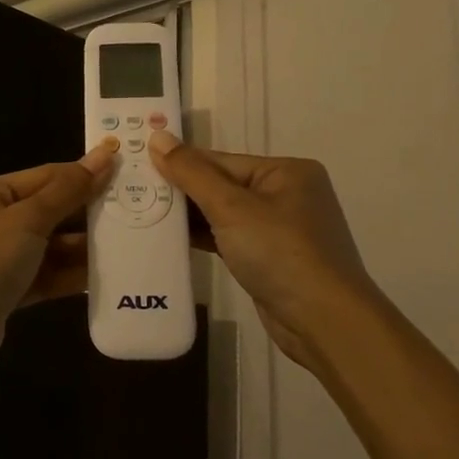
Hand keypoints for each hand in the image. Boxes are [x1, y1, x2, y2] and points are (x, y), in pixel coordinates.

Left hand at [0, 142, 117, 379]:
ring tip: (126, 245)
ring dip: (81, 248)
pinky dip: (68, 275)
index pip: (43, 177)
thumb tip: (103, 155)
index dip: (83, 175)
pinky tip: (102, 276)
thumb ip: (67, 191)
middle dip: (85, 214)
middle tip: (134, 212)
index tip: (124, 172)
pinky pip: (43, 276)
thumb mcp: (26, 220)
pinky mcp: (4, 292)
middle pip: (47, 211)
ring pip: (47, 247)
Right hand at [149, 131, 377, 371]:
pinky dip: (205, 238)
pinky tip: (172, 240)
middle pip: (222, 185)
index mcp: (286, 171)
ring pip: (225, 214)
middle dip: (182, 192)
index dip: (179, 164)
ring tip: (144, 215)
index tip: (137, 166)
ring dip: (190, 217)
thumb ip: (191, 172)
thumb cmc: (280, 252)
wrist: (323, 322)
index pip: (221, 160)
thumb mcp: (231, 207)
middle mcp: (287, 194)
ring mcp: (281, 229)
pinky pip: (231, 238)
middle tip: (134, 192)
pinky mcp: (271, 259)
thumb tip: (157, 136)